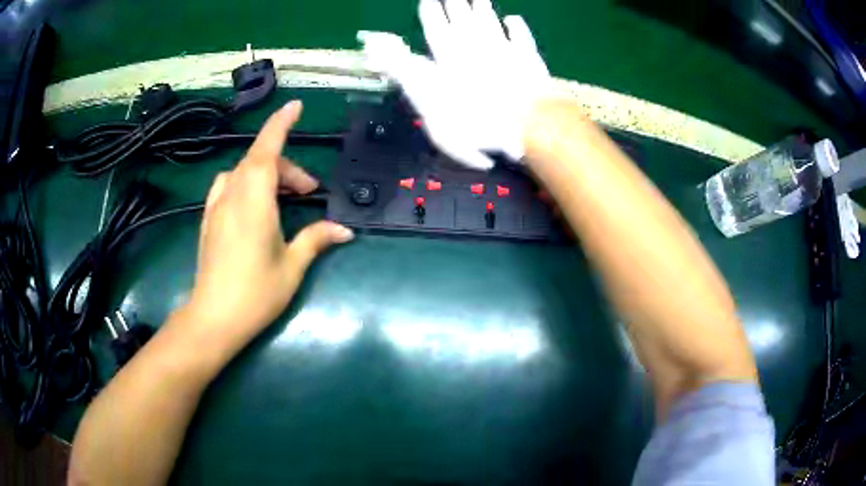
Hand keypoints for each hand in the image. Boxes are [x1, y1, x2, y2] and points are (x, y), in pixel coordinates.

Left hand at [183, 101, 353, 347]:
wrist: (213, 318)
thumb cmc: (256, 293)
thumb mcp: (292, 266)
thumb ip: (316, 239)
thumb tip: (344, 230)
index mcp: (254, 201)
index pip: (267, 150)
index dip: (281, 124)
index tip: (296, 107)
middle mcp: (232, 195)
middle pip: (259, 161)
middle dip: (287, 168)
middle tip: (309, 192)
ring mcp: (216, 207)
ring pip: (242, 172)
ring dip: (266, 174)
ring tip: (283, 198)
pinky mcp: (208, 220)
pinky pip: (228, 186)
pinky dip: (246, 183)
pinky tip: (255, 206)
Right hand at [358, 0, 550, 169]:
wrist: (525, 121)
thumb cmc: (472, 119)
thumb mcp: (423, 95)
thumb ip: (400, 67)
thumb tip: (373, 43)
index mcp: (447, 55)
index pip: (435, 27)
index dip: (431, 12)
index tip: (428, 0)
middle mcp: (473, 44)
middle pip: (462, 17)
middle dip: (455, 3)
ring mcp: (503, 48)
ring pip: (489, 20)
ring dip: (482, 7)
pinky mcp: (528, 57)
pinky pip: (520, 35)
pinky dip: (516, 25)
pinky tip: (512, 18)